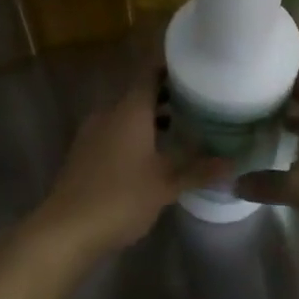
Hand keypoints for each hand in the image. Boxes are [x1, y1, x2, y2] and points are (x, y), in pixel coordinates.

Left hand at [30, 68, 226, 262]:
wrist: (66, 229)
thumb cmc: (120, 198)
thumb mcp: (166, 185)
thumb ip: (199, 170)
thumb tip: (233, 163)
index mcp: (129, 110)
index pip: (150, 74)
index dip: (171, 69)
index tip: (195, 71)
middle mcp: (108, 113)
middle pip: (139, 94)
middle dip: (167, 97)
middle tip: (198, 104)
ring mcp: (92, 133)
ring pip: (126, 115)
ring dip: (150, 119)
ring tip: (181, 130)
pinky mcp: (83, 153)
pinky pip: (114, 133)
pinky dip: (134, 136)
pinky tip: (152, 156)